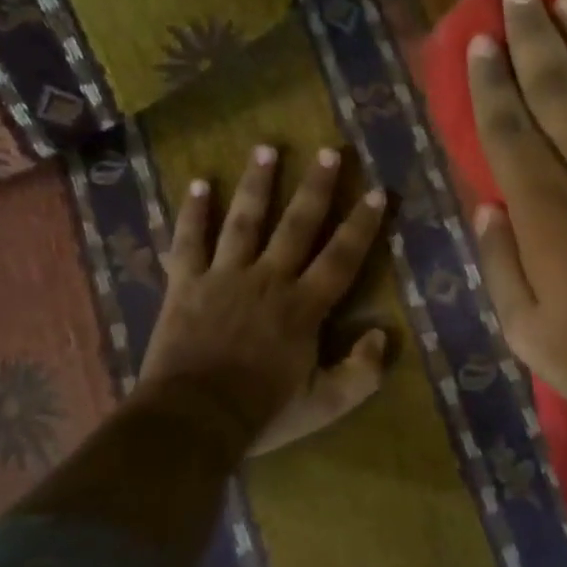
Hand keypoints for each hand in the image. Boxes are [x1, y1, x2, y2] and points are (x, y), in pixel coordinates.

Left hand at [139, 144, 389, 456]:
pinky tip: (198, 184)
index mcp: (303, 306)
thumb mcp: (325, 404)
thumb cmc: (262, 412)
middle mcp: (268, 279)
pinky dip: (192, 213)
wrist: (192, 419)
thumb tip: (380, 335)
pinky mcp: (185, 284)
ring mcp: (224, 276)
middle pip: (297, 225)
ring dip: (257, 183)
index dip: (362, 224)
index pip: (341, 257)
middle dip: (316, 187)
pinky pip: (188, 241)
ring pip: (244, 220)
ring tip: (266, 148)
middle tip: (329, 150)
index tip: (377, 192)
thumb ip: (361, 373)